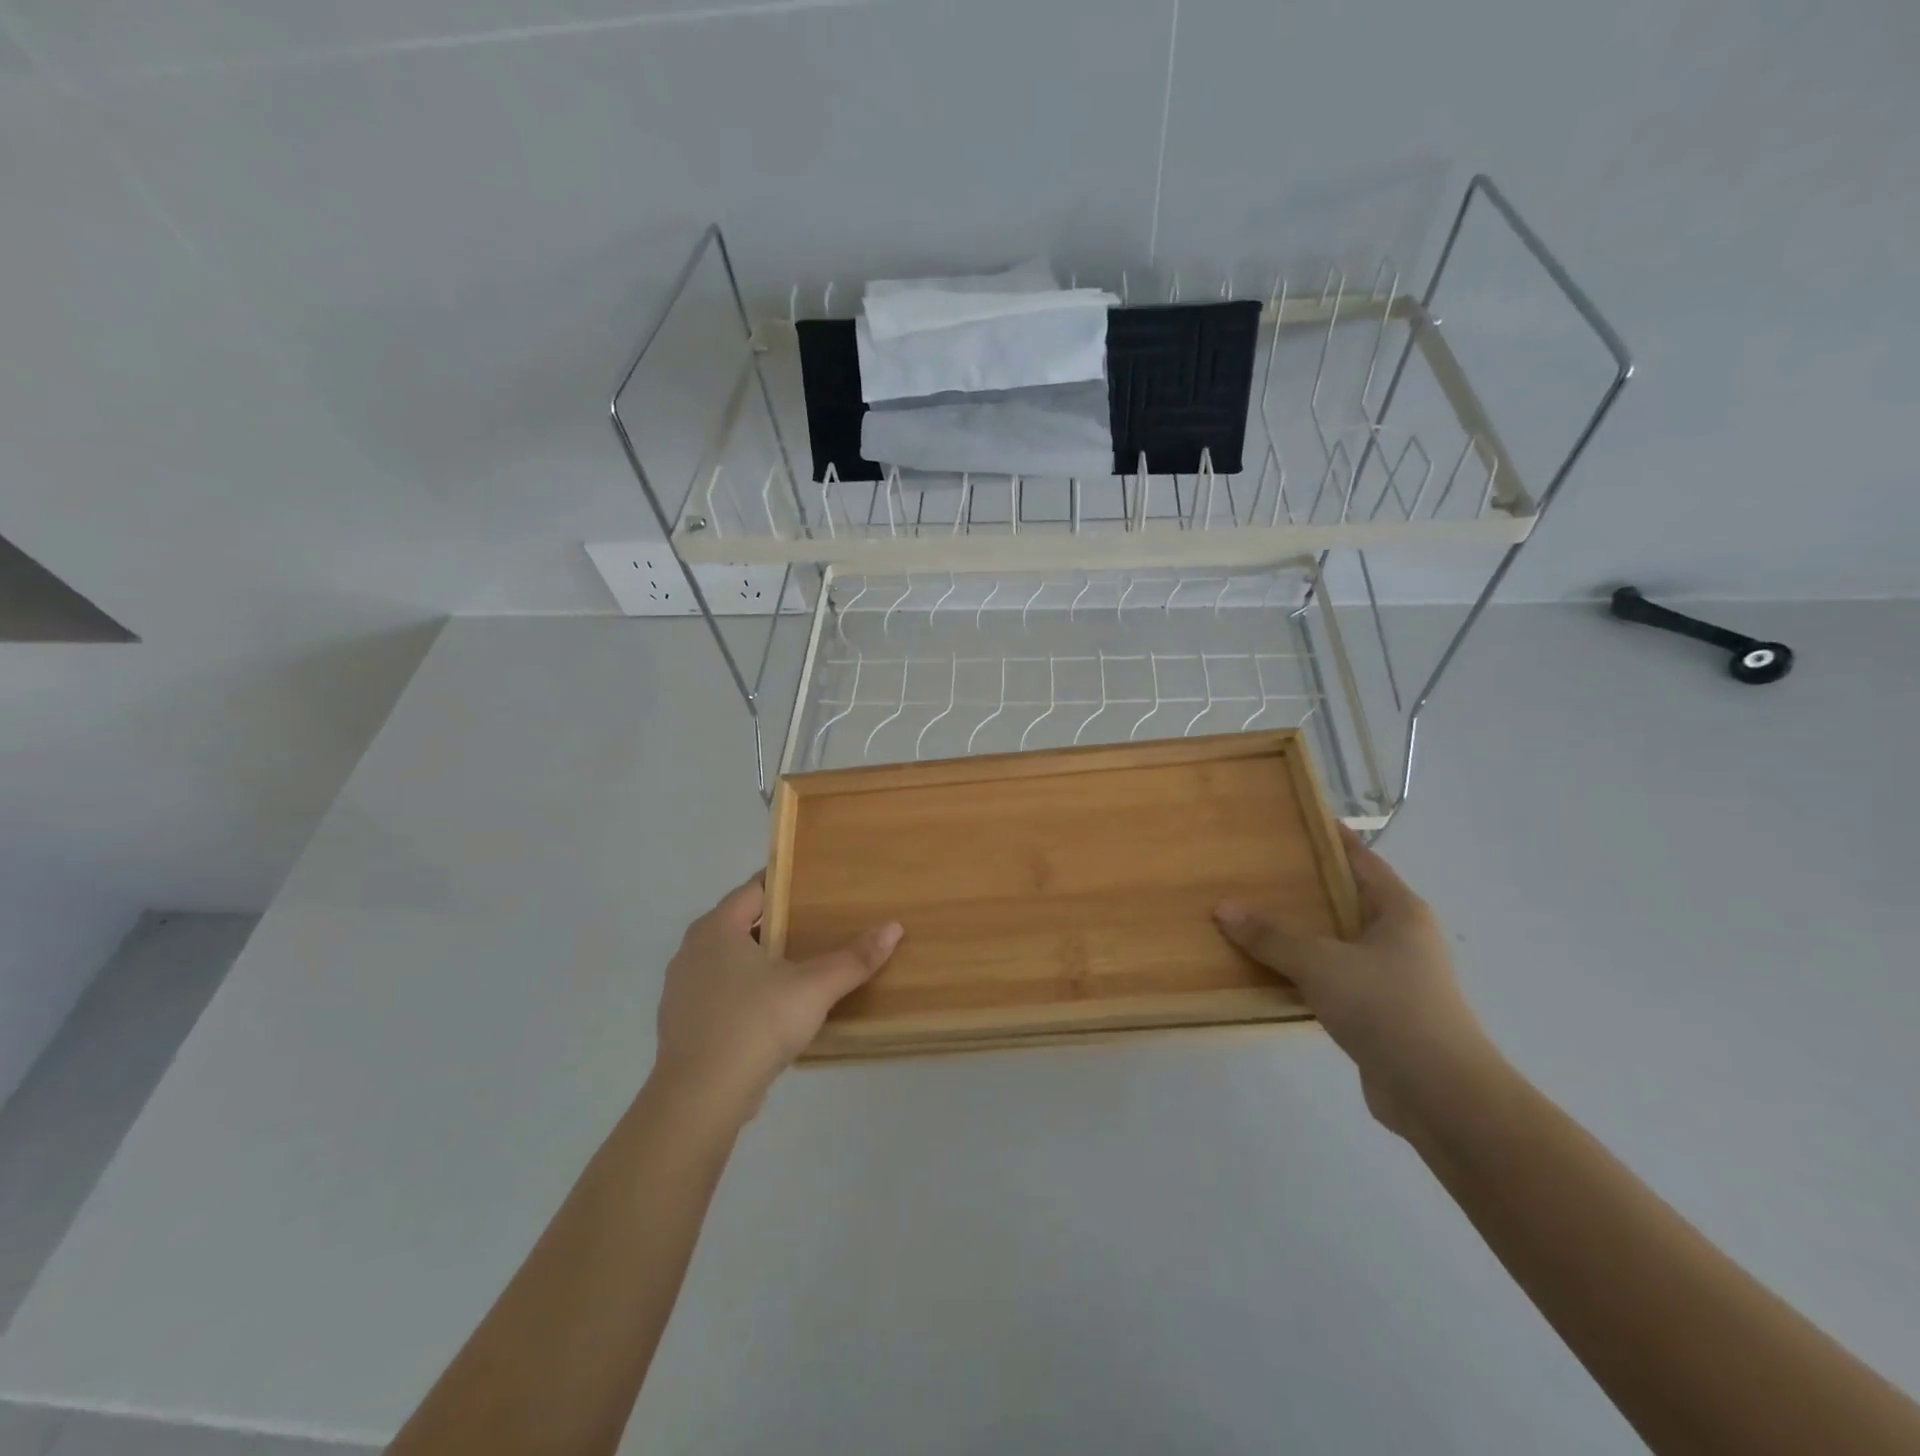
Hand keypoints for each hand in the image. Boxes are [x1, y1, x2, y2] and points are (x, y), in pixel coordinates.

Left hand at [652, 875, 902, 1121]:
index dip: (785, 884)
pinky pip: (720, 994)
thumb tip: (893, 927)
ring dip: (760, 961)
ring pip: (728, 961)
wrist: (699, 1099)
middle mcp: (692, 950)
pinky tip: (772, 1011)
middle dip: (777, 924)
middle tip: (817, 926)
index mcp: (717, 928)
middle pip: (742, 924)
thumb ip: (854, 958)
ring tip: (799, 967)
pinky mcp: (682, 1024)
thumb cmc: (755, 1025)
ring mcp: (682, 989)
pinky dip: (745, 993)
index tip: (816, 886)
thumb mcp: (814, 988)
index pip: (754, 889)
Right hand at [1213, 827, 1497, 1135]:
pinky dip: (1306, 970)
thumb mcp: (1320, 963)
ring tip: (1254, 915)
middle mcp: (1401, 937)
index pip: (1362, 860)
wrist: (1440, 1094)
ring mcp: (1393, 976)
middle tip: (1258, 868)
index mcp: (1399, 911)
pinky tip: (1272, 970)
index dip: (1332, 839)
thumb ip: (1271, 936)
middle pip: (1347, 899)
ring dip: (1303, 932)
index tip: (1297, 820)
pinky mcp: (1381, 1012)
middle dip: (1307, 885)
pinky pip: (1335, 977)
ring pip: (1339, 941)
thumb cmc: (1387, 1007)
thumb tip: (1223, 908)